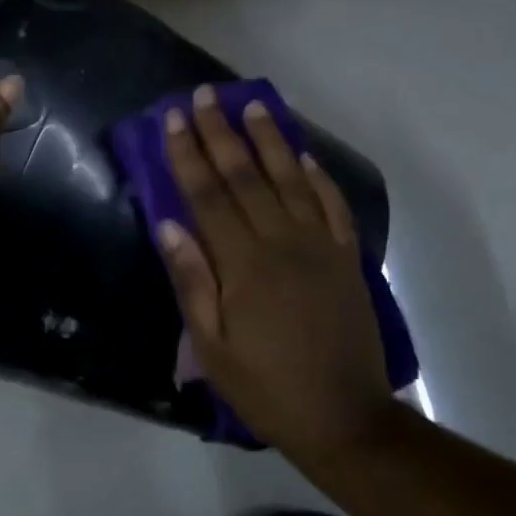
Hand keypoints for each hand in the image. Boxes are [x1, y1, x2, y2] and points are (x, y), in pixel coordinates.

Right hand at [158, 87, 397, 460]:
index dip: (188, 154)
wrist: (346, 420)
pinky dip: (318, 177)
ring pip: (291, 180)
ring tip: (254, 105)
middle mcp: (282, 243)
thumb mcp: (211, 348)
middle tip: (206, 95)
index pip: (207, 195)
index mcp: (243, 265)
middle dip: (222, 133)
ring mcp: (320, 248)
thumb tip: (168, 224)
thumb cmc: (266, 388)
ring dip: (270, 140)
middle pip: (246, 176)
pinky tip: (304, 155)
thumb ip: (191, 282)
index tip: (174, 118)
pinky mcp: (346, 260)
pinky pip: (332, 207)